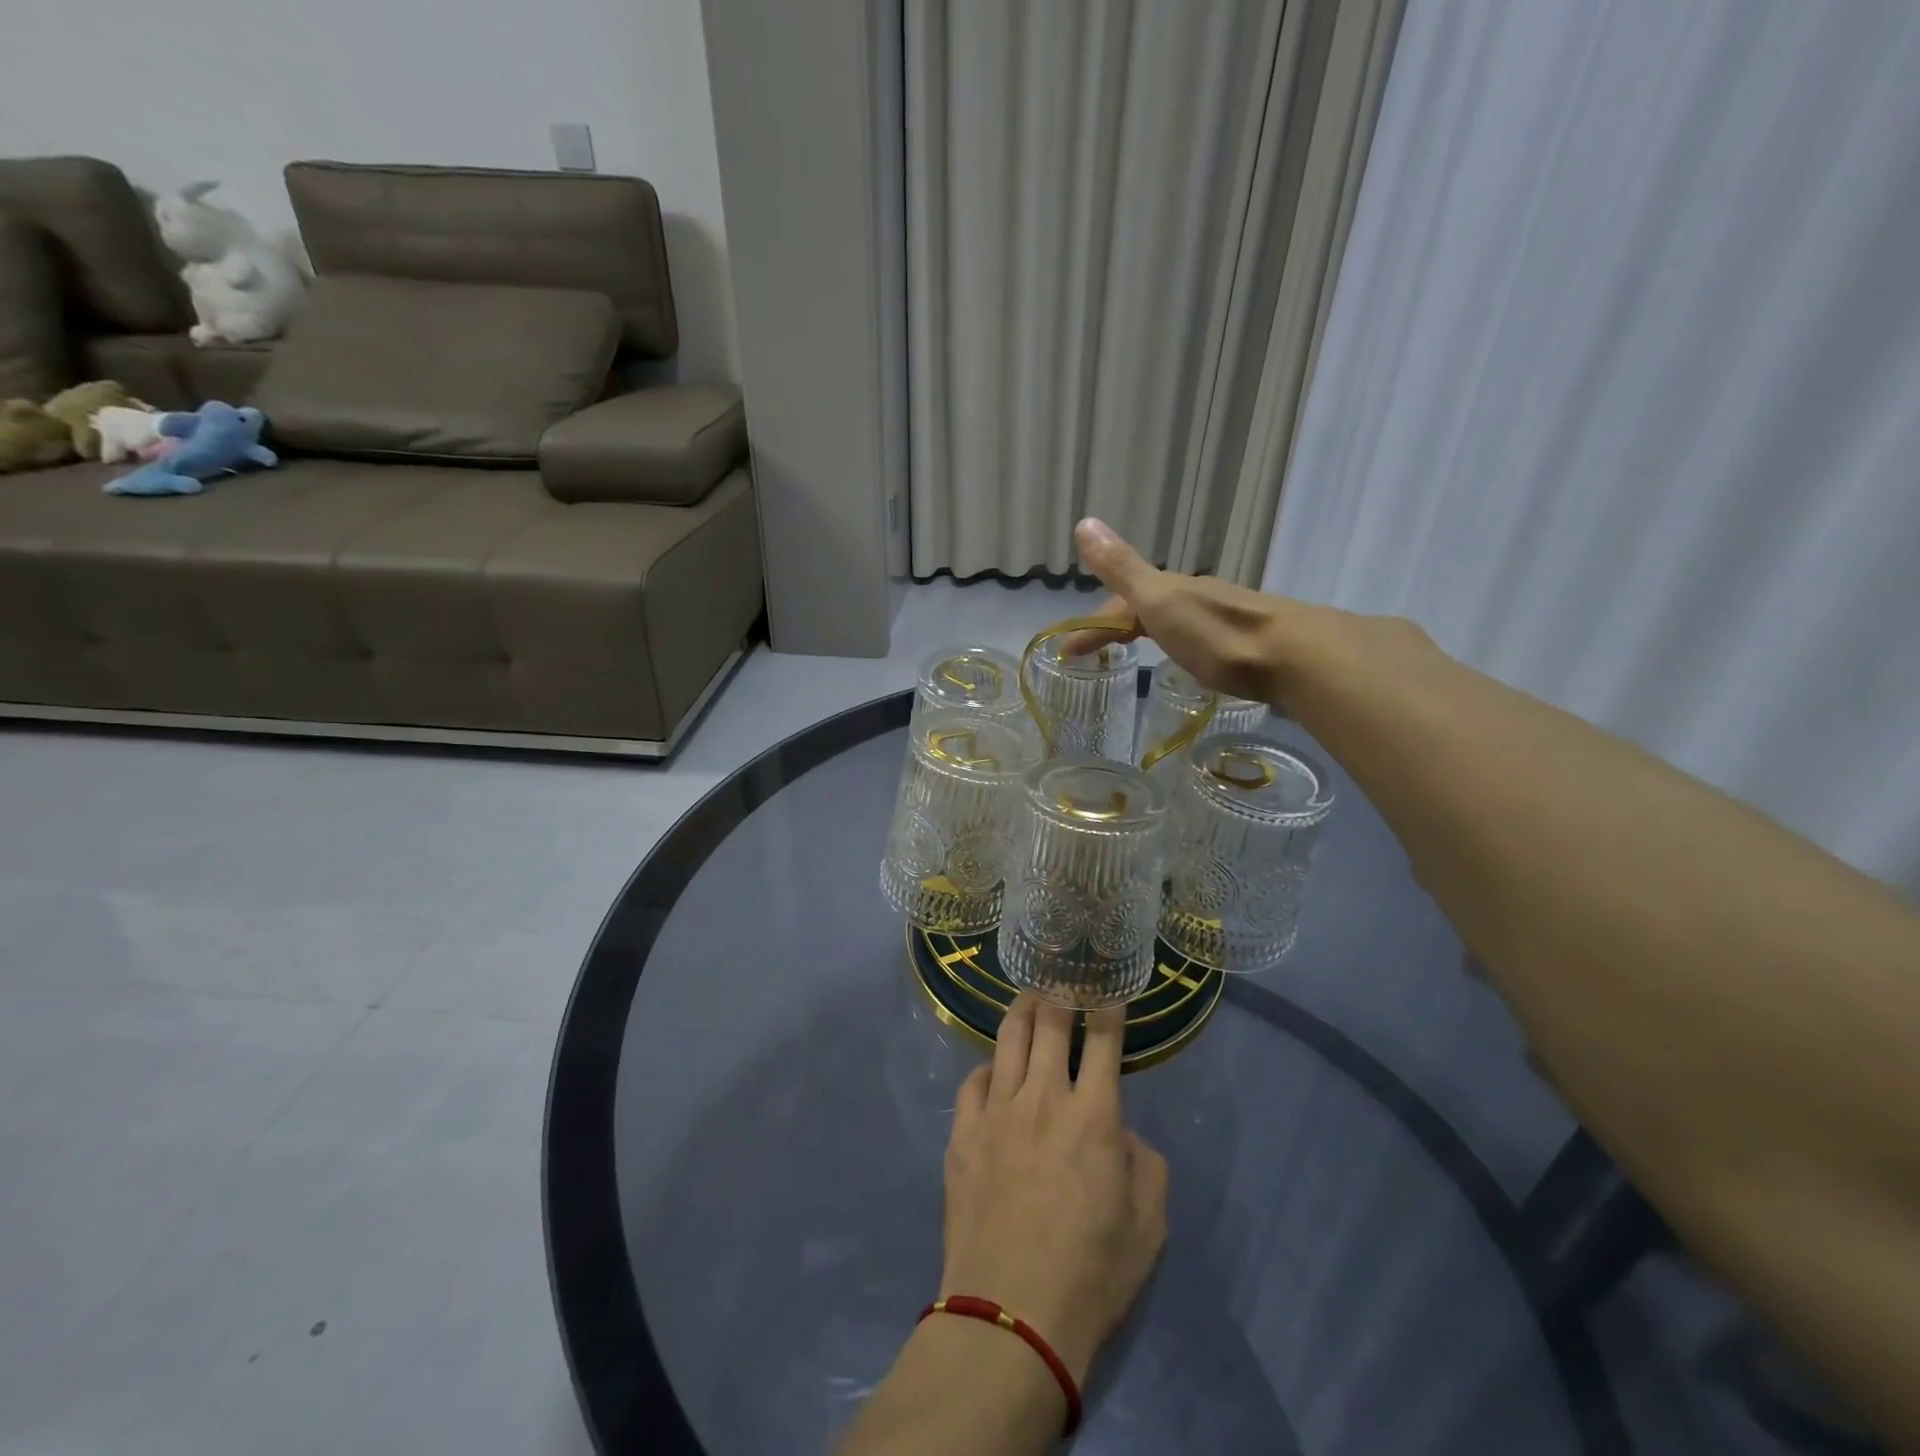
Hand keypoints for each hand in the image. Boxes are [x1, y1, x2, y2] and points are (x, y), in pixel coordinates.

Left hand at [938, 995, 1168, 1386]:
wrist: (1010, 1315)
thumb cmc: (1091, 1273)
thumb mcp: (1148, 1225)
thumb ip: (1143, 1161)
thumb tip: (1118, 1130)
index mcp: (1093, 1114)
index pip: (1103, 1039)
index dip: (1108, 1007)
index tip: (1107, 988)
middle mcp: (1042, 1096)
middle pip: (1048, 1022)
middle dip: (1057, 992)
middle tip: (1060, 978)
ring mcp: (996, 1110)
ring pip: (1007, 1038)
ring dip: (1021, 1012)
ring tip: (1027, 1000)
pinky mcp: (962, 1131)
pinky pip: (974, 1080)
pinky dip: (989, 1068)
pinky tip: (994, 1072)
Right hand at [1069, 517, 1439, 716]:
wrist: (1297, 656)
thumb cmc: (1218, 634)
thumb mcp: (1160, 601)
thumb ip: (1122, 568)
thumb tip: (1084, 522)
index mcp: (1171, 591)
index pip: (1119, 604)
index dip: (1091, 624)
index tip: (1067, 653)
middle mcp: (1197, 598)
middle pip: (1147, 608)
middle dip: (1117, 626)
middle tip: (1096, 656)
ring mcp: (1225, 618)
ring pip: (1176, 621)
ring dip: (1150, 632)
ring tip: (1136, 655)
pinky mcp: (1248, 642)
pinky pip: (1200, 637)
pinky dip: (1179, 644)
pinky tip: (1188, 660)